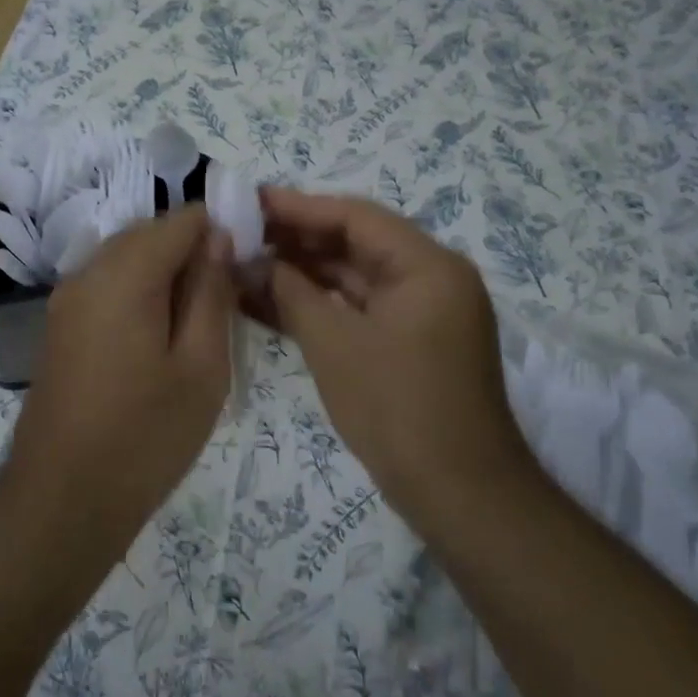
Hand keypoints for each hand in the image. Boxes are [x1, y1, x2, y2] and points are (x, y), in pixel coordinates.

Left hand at [6, 206, 235, 539]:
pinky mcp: (60, 324)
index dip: (221, 230)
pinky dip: (139, 291)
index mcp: (124, 274)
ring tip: (198, 321)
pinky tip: (160, 336)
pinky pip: (106, 284)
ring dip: (165, 273)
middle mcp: (87, 272)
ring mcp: (66, 298)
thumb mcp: (201, 367)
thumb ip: (211, 293)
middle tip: (227, 300)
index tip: (247, 268)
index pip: (181, 219)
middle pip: (149, 233)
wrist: (64, 496)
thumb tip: (219, 238)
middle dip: (192, 251)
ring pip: (126, 258)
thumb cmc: (145, 436)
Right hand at [258, 188, 529, 520]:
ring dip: (303, 274)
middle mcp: (431, 279)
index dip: (298, 208)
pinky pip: (359, 310)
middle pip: (355, 244)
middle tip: (240, 236)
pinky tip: (271, 303)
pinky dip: (320, 306)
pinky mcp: (410, 343)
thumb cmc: (396, 409)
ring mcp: (422, 313)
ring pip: (354, 279)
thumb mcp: (334, 345)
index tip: (249, 203)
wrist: (458, 493)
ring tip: (245, 266)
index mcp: (427, 266)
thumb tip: (255, 263)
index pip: (355, 217)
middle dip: (296, 241)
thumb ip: (291, 293)